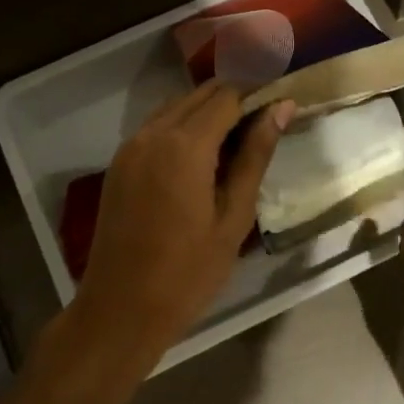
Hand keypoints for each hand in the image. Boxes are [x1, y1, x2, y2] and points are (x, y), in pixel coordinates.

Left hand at [73, 81, 294, 361]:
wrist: (121, 309)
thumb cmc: (189, 272)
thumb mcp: (234, 216)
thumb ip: (255, 156)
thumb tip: (282, 108)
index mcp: (184, 145)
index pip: (228, 95)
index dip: (259, 94)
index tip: (284, 107)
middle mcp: (152, 134)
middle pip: (200, 95)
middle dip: (235, 99)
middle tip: (267, 125)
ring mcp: (130, 147)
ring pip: (176, 107)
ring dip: (208, 112)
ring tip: (239, 142)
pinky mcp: (119, 164)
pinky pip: (156, 128)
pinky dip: (183, 128)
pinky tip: (203, 157)